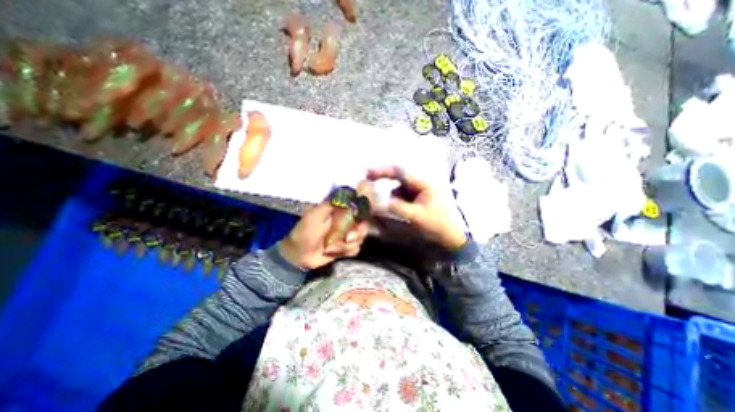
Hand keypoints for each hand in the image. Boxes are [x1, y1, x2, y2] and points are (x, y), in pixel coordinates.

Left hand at [277, 198, 367, 268]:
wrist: (298, 255)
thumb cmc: (305, 232)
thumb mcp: (315, 216)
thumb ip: (331, 204)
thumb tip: (347, 191)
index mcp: (339, 209)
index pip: (359, 202)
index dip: (366, 205)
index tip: (363, 214)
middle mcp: (347, 219)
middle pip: (365, 222)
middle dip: (358, 232)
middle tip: (348, 238)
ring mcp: (348, 233)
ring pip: (361, 236)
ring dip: (347, 244)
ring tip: (332, 247)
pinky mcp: (347, 246)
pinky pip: (356, 248)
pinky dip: (346, 251)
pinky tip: (334, 252)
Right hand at [367, 166, 463, 248]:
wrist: (449, 234)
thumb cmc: (436, 224)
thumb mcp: (416, 216)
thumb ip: (398, 207)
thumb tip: (380, 202)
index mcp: (423, 183)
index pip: (400, 172)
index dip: (383, 171)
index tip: (368, 174)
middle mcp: (419, 182)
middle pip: (397, 176)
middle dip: (383, 178)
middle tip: (368, 182)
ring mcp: (417, 189)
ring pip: (397, 187)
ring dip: (389, 194)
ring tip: (385, 204)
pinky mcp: (414, 196)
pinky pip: (400, 195)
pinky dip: (394, 200)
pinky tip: (394, 208)